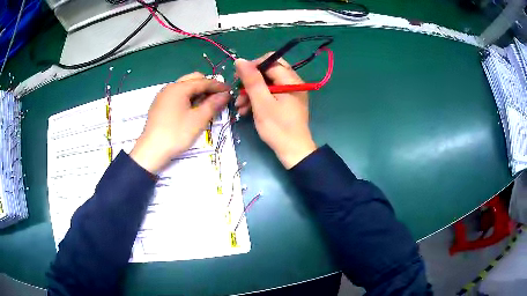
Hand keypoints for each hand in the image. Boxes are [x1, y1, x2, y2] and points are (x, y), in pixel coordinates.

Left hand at [130, 72, 229, 172]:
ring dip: (197, 92)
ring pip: (184, 87)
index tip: (230, 91)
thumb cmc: (176, 134)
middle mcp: (170, 87)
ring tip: (206, 104)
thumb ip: (213, 104)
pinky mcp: (159, 105)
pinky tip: (192, 109)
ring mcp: (163, 96)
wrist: (151, 151)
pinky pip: (177, 95)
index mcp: (179, 88)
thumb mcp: (198, 120)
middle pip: (192, 80)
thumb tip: (225, 94)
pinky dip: (187, 98)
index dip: (218, 86)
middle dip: (206, 86)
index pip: (203, 82)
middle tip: (217, 97)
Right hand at [235, 55, 315, 168]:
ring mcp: (290, 92)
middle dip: (251, 81)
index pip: (270, 61)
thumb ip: (251, 80)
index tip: (239, 79)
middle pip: (268, 71)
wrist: (293, 152)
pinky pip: (271, 94)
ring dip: (251, 92)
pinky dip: (258, 99)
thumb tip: (240, 60)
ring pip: (268, 83)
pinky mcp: (287, 102)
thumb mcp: (261, 103)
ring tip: (239, 107)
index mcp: (291, 80)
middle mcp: (293, 82)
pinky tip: (246, 110)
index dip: (252, 66)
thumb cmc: (277, 128)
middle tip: (238, 93)